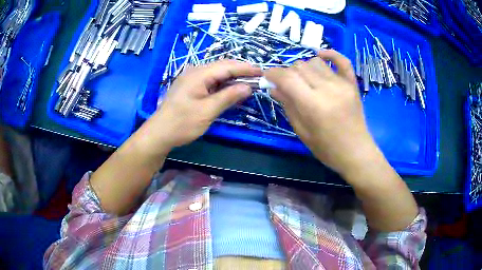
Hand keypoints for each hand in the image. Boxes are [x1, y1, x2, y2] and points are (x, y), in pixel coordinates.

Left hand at [136, 60, 261, 155]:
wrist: (159, 133)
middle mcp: (195, 72)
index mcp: (199, 74)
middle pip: (222, 67)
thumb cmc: (182, 123)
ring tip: (248, 83)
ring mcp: (191, 79)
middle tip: (258, 78)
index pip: (227, 66)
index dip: (245, 68)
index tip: (262, 72)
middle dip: (241, 71)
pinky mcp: (190, 87)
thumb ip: (228, 97)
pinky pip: (210, 81)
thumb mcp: (207, 111)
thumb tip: (248, 87)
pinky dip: (223, 84)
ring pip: (217, 73)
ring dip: (232, 78)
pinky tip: (231, 90)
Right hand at [265, 50, 379, 177]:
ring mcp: (342, 84)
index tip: (267, 76)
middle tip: (286, 85)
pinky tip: (321, 55)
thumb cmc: (327, 148)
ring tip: (305, 80)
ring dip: (305, 68)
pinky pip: (342, 60)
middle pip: (300, 66)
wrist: (356, 152)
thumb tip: (273, 88)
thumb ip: (288, 106)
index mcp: (313, 105)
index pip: (287, 78)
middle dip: (287, 73)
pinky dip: (330, 54)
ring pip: (315, 62)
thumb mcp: (302, 131)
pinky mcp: (352, 84)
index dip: (273, 73)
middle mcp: (327, 89)